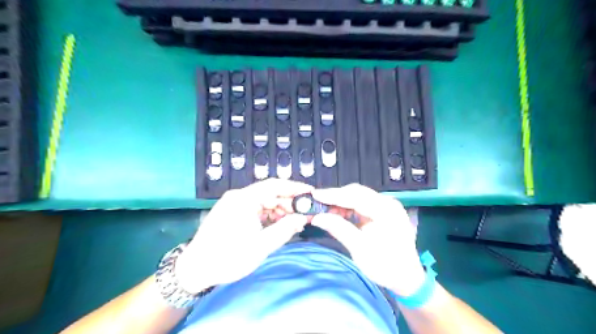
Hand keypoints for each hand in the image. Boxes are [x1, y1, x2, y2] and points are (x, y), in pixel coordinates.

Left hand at [175, 180, 311, 292]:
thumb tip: (303, 218)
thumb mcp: (261, 245)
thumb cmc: (228, 257)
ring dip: (280, 211)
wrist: (194, 270)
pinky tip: (280, 226)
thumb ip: (285, 229)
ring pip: (265, 202)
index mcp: (244, 199)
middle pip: (270, 193)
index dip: (295, 188)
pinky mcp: (233, 212)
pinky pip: (257, 209)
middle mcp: (239, 196)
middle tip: (306, 215)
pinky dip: (270, 217)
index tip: (311, 193)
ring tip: (295, 223)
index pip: (275, 185)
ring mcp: (235, 204)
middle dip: (289, 204)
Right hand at [313, 183, 422, 295]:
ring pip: (358, 196)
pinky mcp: (383, 211)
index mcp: (386, 211)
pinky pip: (362, 204)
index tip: (315, 195)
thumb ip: (339, 229)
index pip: (355, 196)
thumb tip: (317, 217)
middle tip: (317, 203)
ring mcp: (386, 206)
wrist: (407, 278)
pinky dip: (348, 207)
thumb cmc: (386, 266)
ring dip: (341, 202)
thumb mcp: (360, 250)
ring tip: (326, 211)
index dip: (333, 195)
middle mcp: (387, 203)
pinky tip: (338, 214)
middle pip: (357, 192)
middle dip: (336, 197)